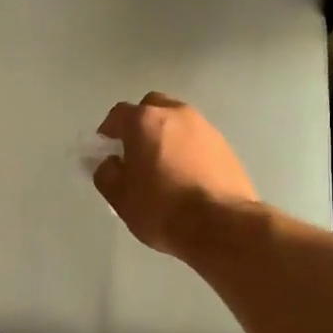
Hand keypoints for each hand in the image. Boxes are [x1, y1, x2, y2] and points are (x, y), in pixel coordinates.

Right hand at [92, 92, 256, 256]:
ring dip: (167, 136)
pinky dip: (188, 150)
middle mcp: (176, 114)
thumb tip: (110, 163)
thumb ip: (107, 174)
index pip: (118, 114)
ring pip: (178, 122)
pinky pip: (198, 140)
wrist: (221, 225)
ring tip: (163, 167)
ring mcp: (205, 127)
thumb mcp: (121, 197)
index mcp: (145, 121)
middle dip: (140, 125)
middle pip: (152, 108)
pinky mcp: (226, 145)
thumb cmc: (162, 208)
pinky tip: (187, 176)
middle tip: (136, 153)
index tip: (106, 151)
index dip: (108, 131)